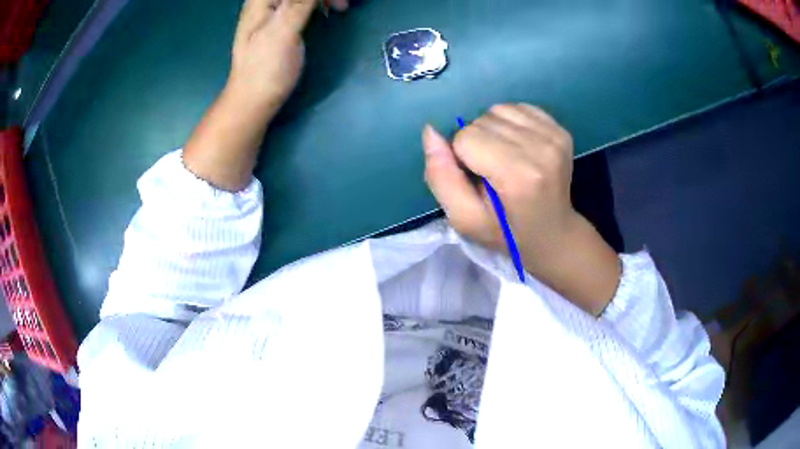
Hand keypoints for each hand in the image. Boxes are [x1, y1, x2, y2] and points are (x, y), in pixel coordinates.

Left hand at [226, 0, 347, 116]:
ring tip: (340, 7)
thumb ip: (299, 3)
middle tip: (341, 4)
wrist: (253, 100)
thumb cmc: (266, 69)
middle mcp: (266, 1)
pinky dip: (318, 2)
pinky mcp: (281, 20)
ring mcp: (273, 11)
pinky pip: (302, 2)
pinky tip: (327, 10)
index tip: (337, 1)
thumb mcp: (283, 32)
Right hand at [423, 104, 576, 260]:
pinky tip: (517, 147)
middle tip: (491, 172)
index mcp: (519, 175)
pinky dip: (509, 123)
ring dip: (491, 130)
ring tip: (503, 158)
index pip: (466, 138)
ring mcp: (554, 136)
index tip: (477, 180)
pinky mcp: (560, 129)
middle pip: (482, 121)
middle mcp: (541, 148)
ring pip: (497, 110)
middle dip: (476, 143)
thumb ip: (441, 178)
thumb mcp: (465, 219)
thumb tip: (430, 131)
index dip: (461, 158)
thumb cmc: (507, 232)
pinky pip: (518, 108)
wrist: (553, 233)